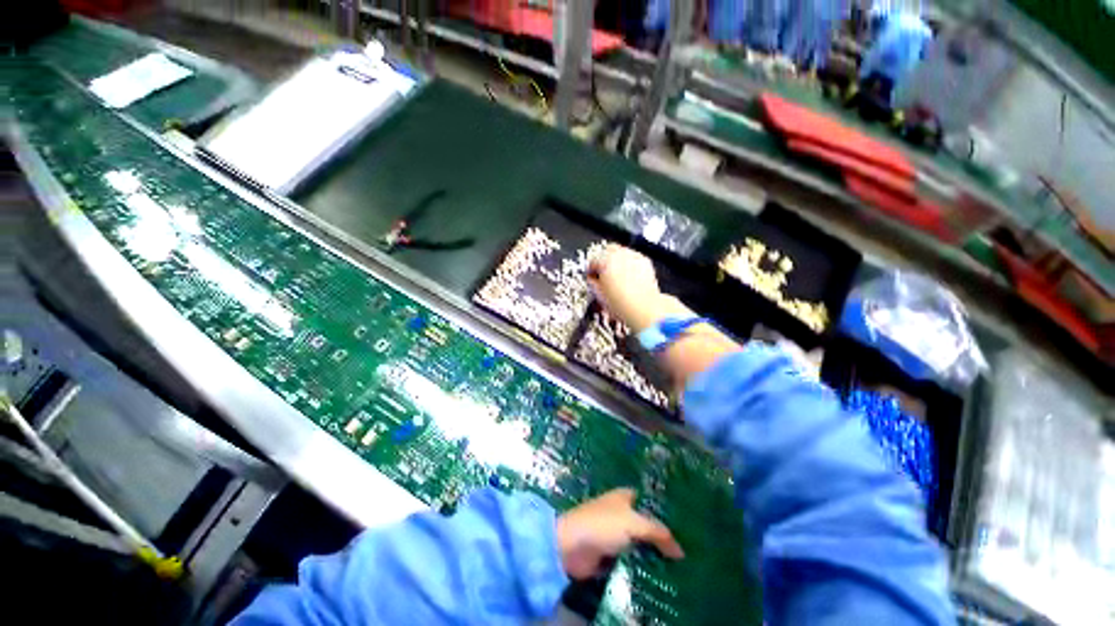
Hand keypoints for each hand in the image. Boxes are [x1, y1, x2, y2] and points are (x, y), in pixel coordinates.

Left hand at [556, 488, 683, 579]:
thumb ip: (658, 533)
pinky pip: (633, 560)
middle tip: (689, 552)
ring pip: (642, 544)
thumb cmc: (602, 525)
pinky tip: (662, 577)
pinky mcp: (612, 555)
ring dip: (655, 555)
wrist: (572, 546)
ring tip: (682, 568)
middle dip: (664, 538)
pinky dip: (644, 567)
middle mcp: (622, 513)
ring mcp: (617, 535)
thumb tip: (681, 551)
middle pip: (647, 525)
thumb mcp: (633, 523)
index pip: (651, 502)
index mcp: (625, 497)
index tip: (688, 527)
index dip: (667, 513)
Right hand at [588, 245, 679, 332]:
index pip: (592, 261)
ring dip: (616, 261)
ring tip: (616, 276)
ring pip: (621, 252)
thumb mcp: (599, 295)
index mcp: (604, 261)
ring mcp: (633, 257)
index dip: (590, 270)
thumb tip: (592, 280)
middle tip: (603, 273)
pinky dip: (629, 264)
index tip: (591, 276)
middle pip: (606, 251)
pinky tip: (628, 276)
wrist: (644, 308)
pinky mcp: (645, 261)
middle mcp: (619, 255)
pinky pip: (633, 258)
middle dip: (603, 261)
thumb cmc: (623, 304)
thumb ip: (592, 283)